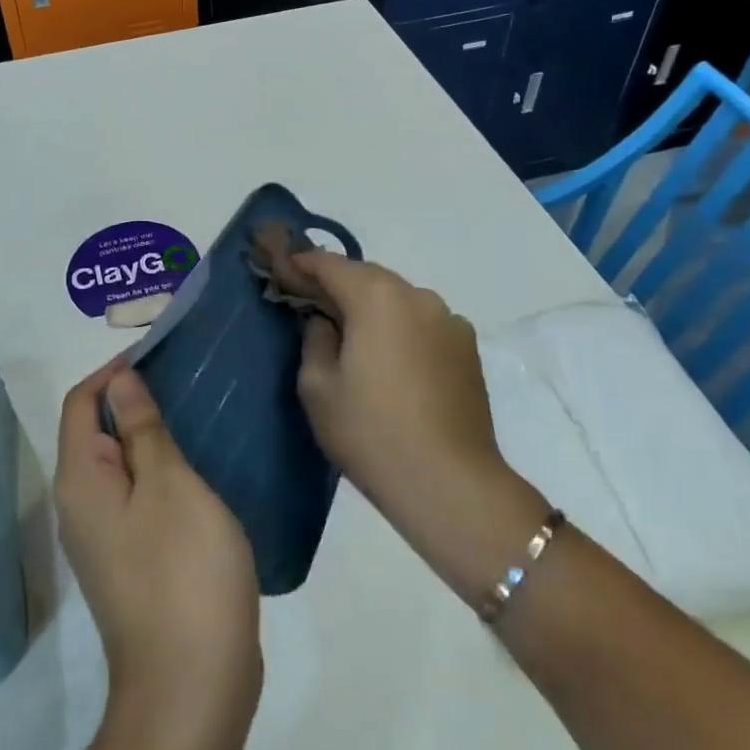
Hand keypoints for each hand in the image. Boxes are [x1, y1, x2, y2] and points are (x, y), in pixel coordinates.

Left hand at [54, 357, 261, 726]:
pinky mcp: (129, 562)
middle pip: (94, 431)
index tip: (156, 352)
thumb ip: (142, 429)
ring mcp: (103, 539)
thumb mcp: (169, 484)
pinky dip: (158, 471)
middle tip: (182, 380)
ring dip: (148, 435)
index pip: (80, 402)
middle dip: (131, 399)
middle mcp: (80, 506)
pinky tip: (197, 469)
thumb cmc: (183, 572)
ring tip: (194, 415)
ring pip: (118, 465)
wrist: (191, 691)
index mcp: (80, 480)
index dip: (112, 371)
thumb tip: (119, 381)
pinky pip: (135, 497)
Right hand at [282, 252, 546, 600]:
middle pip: (367, 276)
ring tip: (352, 332)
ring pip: (398, 298)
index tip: (282, 271)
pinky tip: (390, 357)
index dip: (302, 265)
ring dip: (371, 305)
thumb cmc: (371, 433)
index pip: (330, 265)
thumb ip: (314, 338)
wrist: (450, 484)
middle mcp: (416, 295)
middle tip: (311, 302)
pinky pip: (422, 321)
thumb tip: (324, 320)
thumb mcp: (317, 386)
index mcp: (376, 297)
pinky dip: (400, 326)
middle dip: (337, 284)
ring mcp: (448, 319)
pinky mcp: (467, 347)